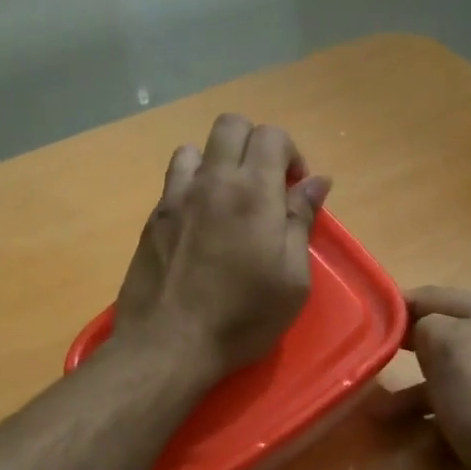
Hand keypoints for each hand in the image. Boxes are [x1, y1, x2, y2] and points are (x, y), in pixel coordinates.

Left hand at [113, 113, 331, 378]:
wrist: (169, 344)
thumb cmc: (242, 318)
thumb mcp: (292, 279)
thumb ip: (301, 221)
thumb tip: (316, 182)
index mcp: (254, 192)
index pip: (271, 135)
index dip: (290, 154)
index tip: (295, 190)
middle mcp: (213, 181)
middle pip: (232, 126)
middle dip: (255, 145)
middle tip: (266, 186)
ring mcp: (177, 196)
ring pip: (197, 148)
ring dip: (219, 162)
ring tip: (228, 199)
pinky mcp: (154, 217)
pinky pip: (174, 179)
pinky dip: (193, 184)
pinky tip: (200, 221)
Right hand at [381, 287, 470, 469]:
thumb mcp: (451, 347)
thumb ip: (426, 325)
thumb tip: (419, 331)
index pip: (431, 296)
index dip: (394, 307)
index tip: (359, 324)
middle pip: (439, 335)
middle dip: (401, 349)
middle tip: (364, 361)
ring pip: (445, 375)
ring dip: (409, 391)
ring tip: (374, 412)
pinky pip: (459, 406)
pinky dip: (432, 416)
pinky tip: (412, 436)